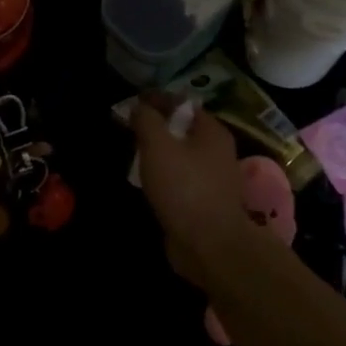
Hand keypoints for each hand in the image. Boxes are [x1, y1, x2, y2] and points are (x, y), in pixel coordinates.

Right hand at [132, 101, 262, 287]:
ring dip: (158, 152)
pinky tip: (145, 181)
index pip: (182, 103)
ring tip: (133, 152)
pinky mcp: (204, 203)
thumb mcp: (158, 145)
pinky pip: (180, 179)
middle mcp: (217, 152)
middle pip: (183, 129)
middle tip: (129, 127)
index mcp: (211, 132)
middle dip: (156, 125)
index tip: (132, 101)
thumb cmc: (184, 188)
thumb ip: (146, 120)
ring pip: (180, 155)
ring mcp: (212, 179)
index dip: (156, 99)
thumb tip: (138, 105)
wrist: (209, 245)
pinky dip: (163, 175)